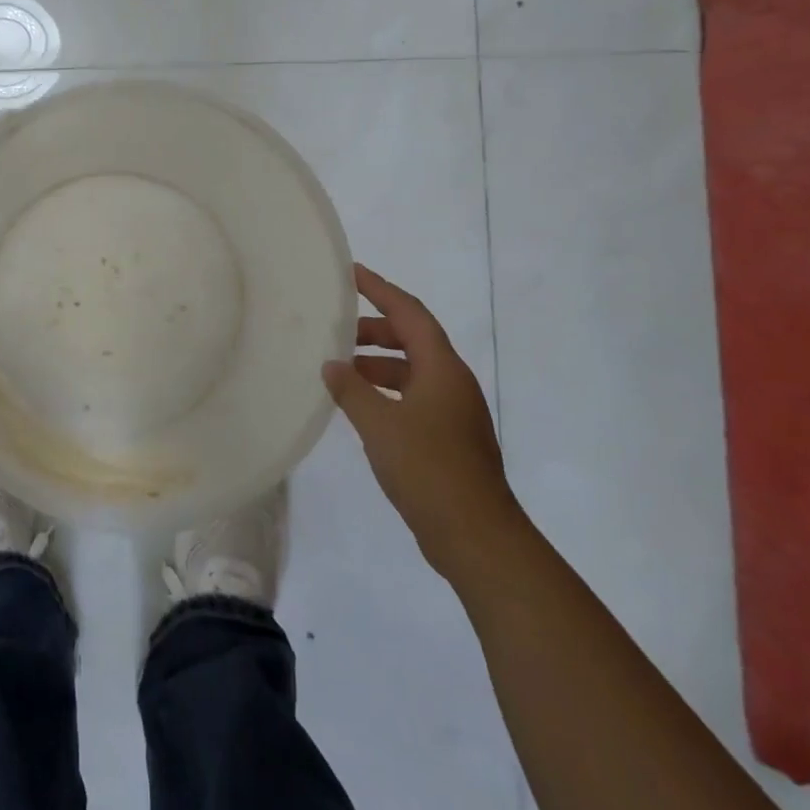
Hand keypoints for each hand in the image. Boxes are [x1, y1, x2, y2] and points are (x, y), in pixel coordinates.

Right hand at [322, 263, 521, 577]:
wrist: (476, 537)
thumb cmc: (428, 469)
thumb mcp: (379, 424)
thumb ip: (352, 390)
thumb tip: (332, 365)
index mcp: (442, 369)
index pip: (409, 313)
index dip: (380, 289)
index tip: (351, 273)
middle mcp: (452, 383)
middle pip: (412, 339)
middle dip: (374, 329)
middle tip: (336, 329)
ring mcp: (453, 412)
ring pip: (412, 371)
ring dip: (377, 364)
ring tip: (339, 369)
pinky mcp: (448, 439)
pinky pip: (412, 398)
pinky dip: (385, 392)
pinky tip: (359, 406)